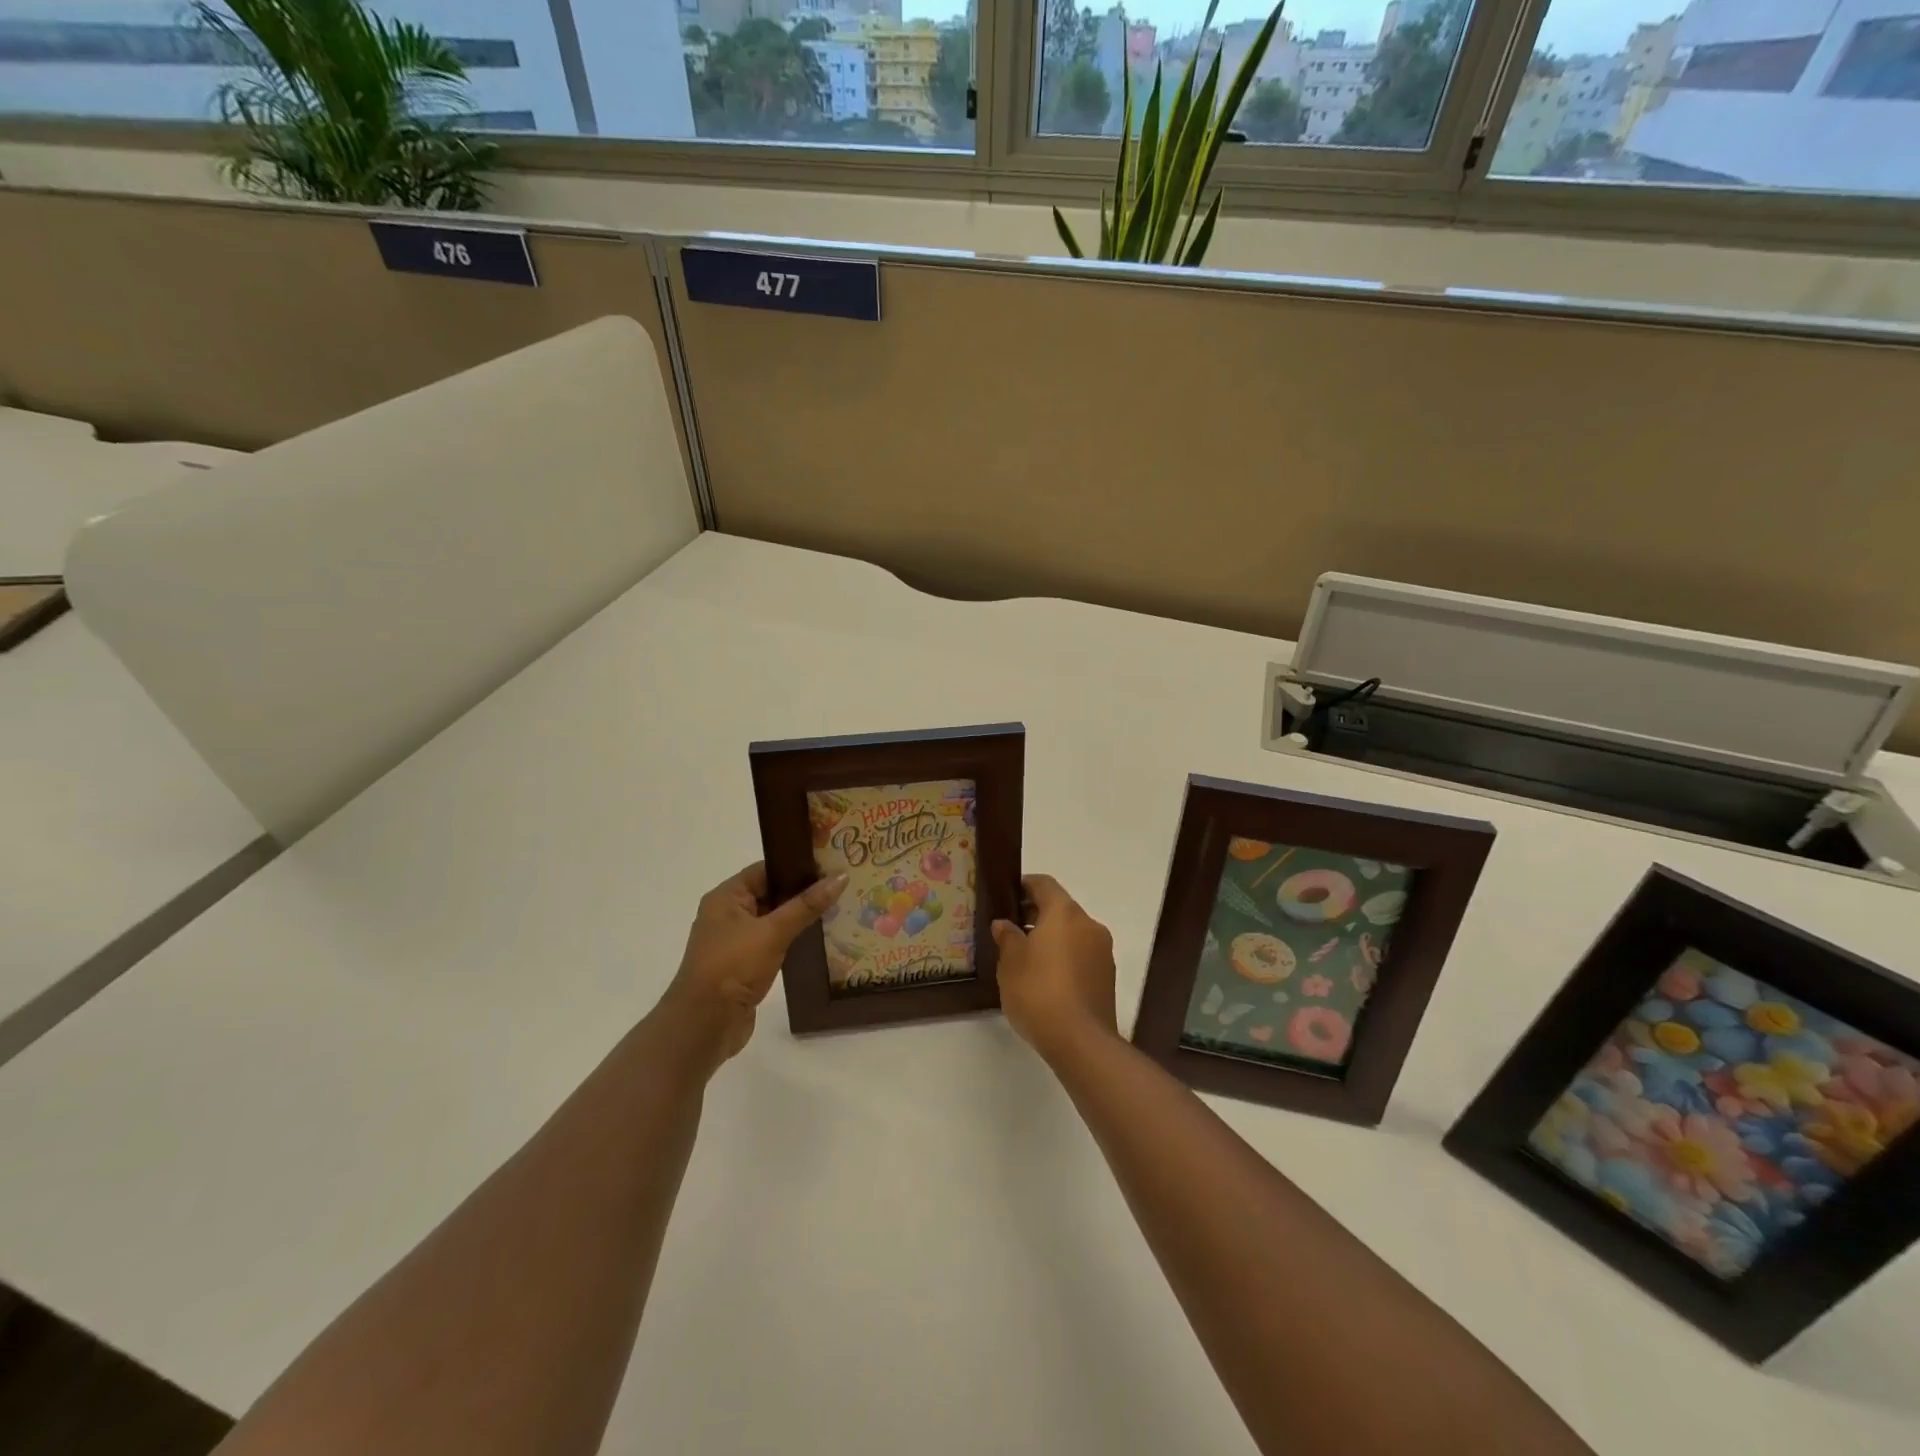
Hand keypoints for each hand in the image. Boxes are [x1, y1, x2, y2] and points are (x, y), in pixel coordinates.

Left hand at [656, 861, 844, 1073]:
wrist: (704, 1026)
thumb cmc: (732, 967)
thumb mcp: (772, 932)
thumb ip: (807, 905)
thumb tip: (840, 876)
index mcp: (726, 897)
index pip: (765, 870)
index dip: (796, 865)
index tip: (830, 864)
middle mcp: (728, 915)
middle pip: (771, 893)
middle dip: (803, 891)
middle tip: (841, 886)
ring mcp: (735, 942)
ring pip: (774, 920)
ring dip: (800, 917)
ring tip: (838, 910)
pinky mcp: (744, 966)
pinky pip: (773, 943)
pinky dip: (793, 939)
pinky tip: (819, 940)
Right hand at [992, 874, 1117, 1060]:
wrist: (1080, 1041)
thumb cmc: (1038, 991)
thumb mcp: (1010, 962)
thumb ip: (1007, 936)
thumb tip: (1005, 924)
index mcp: (1065, 912)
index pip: (1044, 884)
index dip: (1024, 885)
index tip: (1007, 896)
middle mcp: (1089, 924)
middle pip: (1060, 908)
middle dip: (1036, 914)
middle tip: (1010, 929)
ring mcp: (1102, 951)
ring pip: (1072, 932)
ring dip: (1051, 937)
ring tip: (1025, 957)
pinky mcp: (1107, 976)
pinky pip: (1081, 954)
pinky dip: (1064, 956)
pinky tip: (1045, 978)